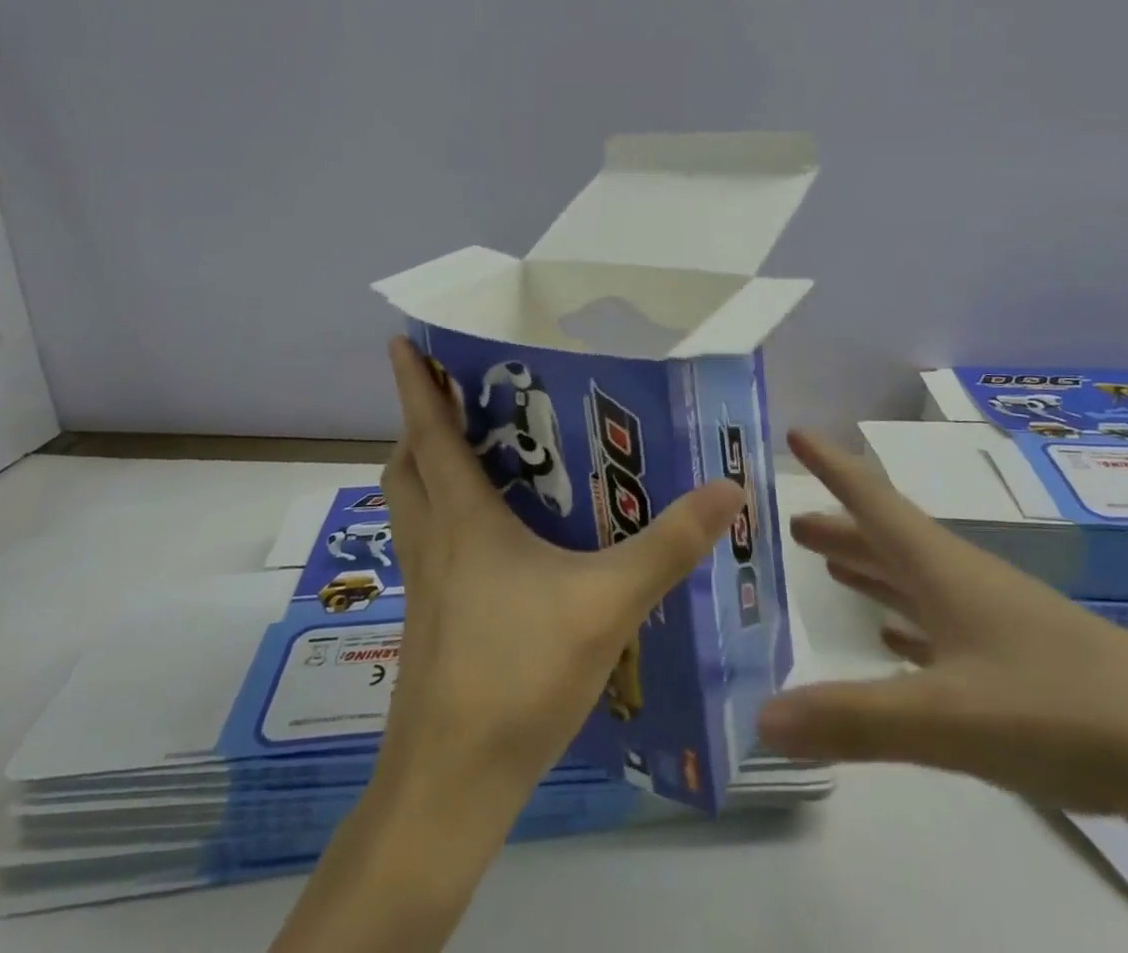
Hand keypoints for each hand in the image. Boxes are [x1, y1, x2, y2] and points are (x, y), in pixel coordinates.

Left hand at [272, 341, 743, 952]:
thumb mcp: (608, 603)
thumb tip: (727, 486)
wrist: (450, 786)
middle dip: (418, 422)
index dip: (413, 384)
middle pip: (407, 465)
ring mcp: (425, 585)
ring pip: (409, 506)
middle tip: (454, 396)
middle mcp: (435, 542)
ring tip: (468, 452)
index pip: (429, 434)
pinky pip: (426, 543)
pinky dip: (441, 516)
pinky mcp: (428, 621)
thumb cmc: (518, 676)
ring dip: (424, 468)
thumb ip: (668, 545)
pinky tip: (489, 538)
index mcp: (464, 520)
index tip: (400, 341)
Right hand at [757, 430, 1127, 847]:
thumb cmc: (1058, 709)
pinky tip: (893, 640)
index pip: (873, 500)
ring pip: (916, 581)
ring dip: (871, 569)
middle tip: (793, 523)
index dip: (832, 466)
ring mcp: (996, 621)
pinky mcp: (1021, 663)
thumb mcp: (947, 718)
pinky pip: (944, 628)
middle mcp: (964, 581)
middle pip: (889, 540)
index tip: (796, 434)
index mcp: (944, 569)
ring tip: (830, 567)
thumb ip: (853, 718)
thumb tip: (761, 715)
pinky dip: (909, 624)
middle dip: (841, 527)